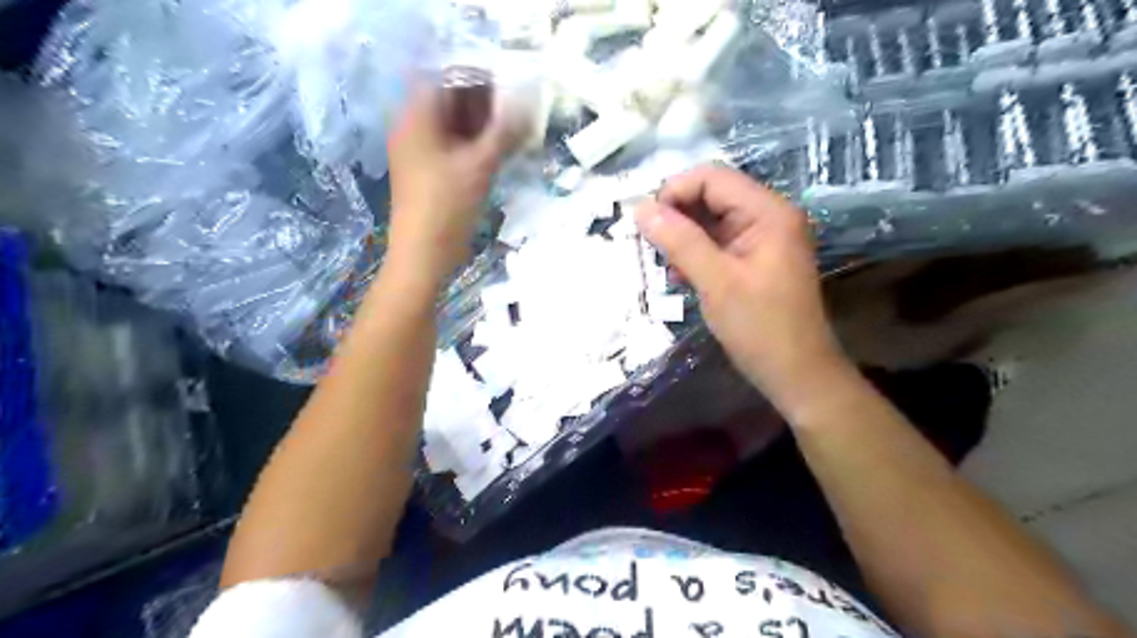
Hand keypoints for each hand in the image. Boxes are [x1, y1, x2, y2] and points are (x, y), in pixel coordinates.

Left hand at [386, 85, 518, 281]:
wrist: (424, 254)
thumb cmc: (447, 205)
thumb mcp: (480, 165)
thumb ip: (504, 132)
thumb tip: (526, 105)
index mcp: (417, 117)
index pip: (448, 79)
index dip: (480, 79)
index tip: (512, 91)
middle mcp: (414, 128)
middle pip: (450, 102)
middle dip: (485, 105)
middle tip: (518, 114)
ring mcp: (420, 152)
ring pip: (454, 127)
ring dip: (483, 127)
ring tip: (514, 133)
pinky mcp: (429, 172)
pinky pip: (453, 147)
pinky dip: (475, 146)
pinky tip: (499, 153)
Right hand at [636, 164, 846, 407]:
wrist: (796, 374)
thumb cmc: (760, 328)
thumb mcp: (716, 282)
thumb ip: (679, 241)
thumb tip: (640, 208)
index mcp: (768, 212)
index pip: (712, 178)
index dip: (674, 192)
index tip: (645, 223)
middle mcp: (768, 216)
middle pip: (710, 196)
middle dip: (676, 216)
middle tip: (650, 247)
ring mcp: (761, 238)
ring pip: (709, 220)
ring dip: (682, 237)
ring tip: (664, 265)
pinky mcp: (753, 259)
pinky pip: (716, 243)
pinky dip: (694, 253)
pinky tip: (680, 275)